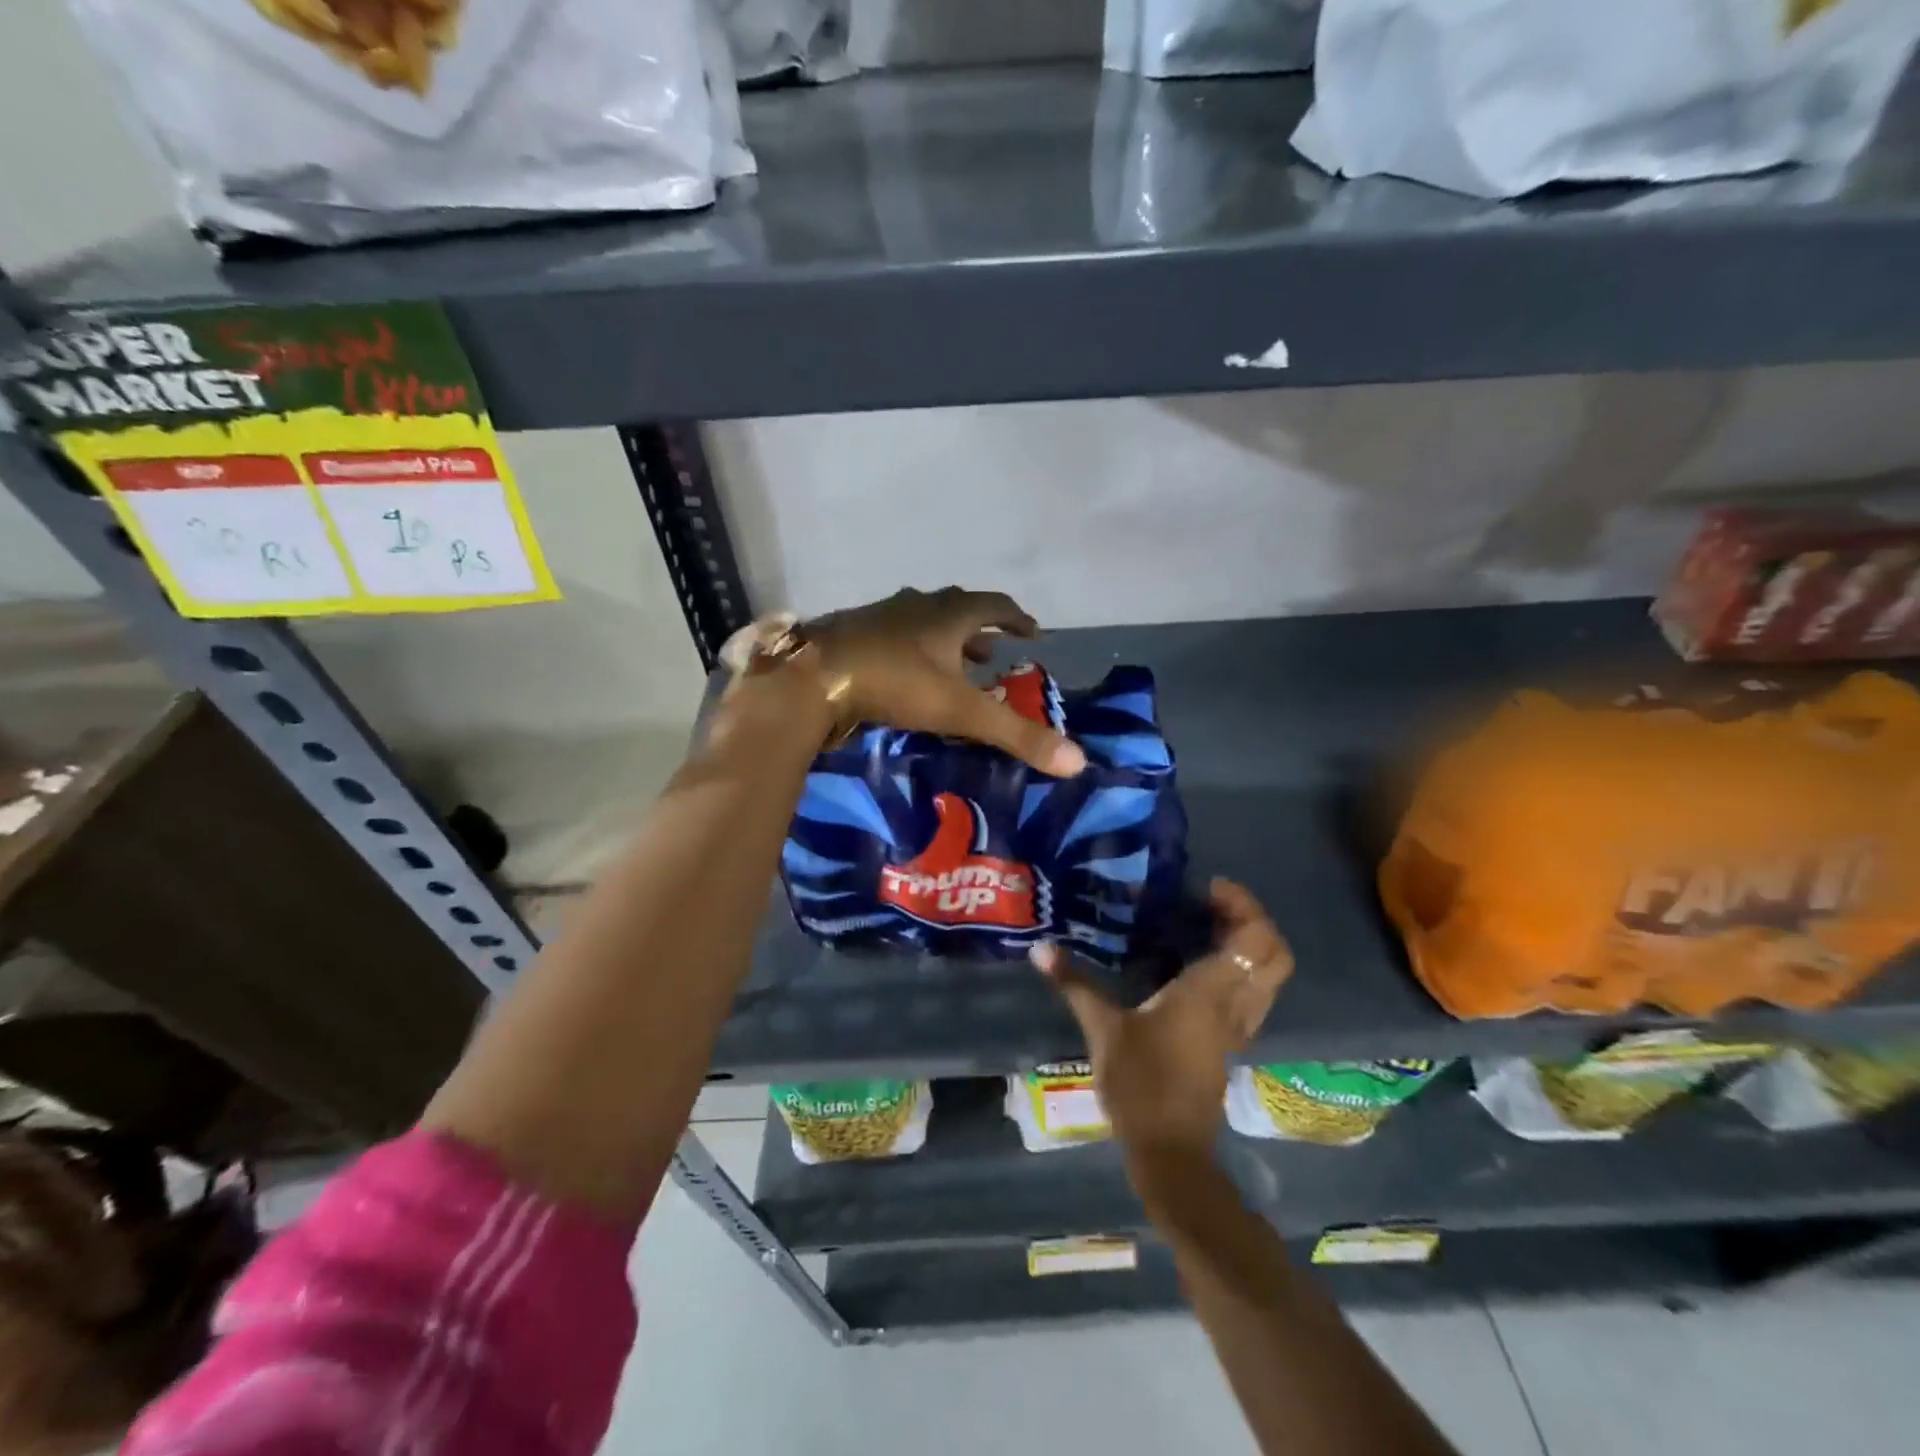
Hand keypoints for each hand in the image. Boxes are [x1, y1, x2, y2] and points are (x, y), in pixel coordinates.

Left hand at [807, 587, 1086, 776]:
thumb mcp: (962, 713)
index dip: (1018, 618)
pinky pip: (892, 635)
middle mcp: (917, 606)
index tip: (1034, 632)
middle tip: (994, 652)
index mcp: (949, 614)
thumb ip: (1017, 736)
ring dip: (944, 640)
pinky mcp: (852, 632)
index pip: (996, 606)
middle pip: (958, 609)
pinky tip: (902, 673)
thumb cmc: (895, 683)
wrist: (813, 677)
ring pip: (922, 621)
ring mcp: (880, 616)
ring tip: (954, 665)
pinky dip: (910, 650)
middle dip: (980, 630)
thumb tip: (1078, 761)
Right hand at [1032, 879, 1291, 1165]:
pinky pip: (1251, 994)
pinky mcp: (1230, 1043)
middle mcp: (1235, 1004)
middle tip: (1211, 905)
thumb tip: (1039, 949)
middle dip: (1252, 921)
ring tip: (1203, 927)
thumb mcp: (1102, 1029)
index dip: (1244, 905)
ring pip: (1267, 976)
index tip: (1208, 888)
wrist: (1170, 1151)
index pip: (1256, 938)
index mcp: (1211, 992)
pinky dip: (1238, 970)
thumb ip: (1074, 984)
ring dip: (1247, 945)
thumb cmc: (1141, 1084)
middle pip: (1275, 954)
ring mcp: (1238, 1027)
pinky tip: (1196, 966)